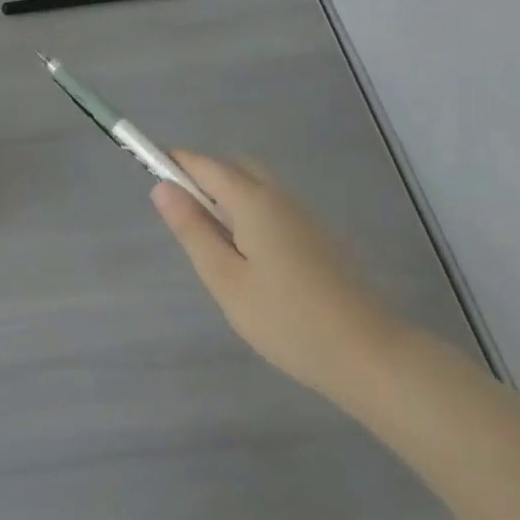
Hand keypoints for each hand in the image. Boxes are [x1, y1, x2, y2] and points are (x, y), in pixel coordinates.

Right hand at [151, 150, 401, 402]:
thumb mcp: (226, 280)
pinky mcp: (318, 237)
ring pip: (256, 187)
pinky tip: (252, 263)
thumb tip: (162, 187)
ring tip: (218, 250)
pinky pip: (272, 207)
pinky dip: (250, 215)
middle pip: (233, 166)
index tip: (148, 174)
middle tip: (188, 222)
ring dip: (228, 199)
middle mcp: (279, 196)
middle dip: (203, 178)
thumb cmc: (288, 320)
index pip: (203, 163)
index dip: (172, 162)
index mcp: (253, 200)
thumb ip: (193, 230)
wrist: (371, 356)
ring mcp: (303, 216)